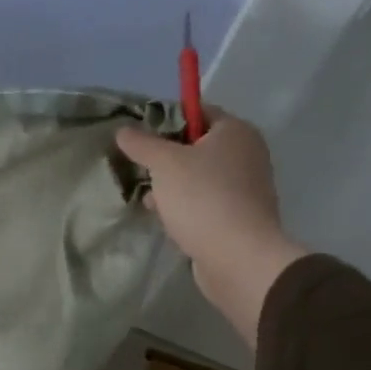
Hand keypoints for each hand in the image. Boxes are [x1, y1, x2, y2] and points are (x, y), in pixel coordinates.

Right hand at [115, 111, 308, 350]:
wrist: (238, 258)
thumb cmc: (203, 198)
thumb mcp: (164, 163)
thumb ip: (141, 143)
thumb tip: (124, 130)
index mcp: (235, 131)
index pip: (197, 111)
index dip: (165, 119)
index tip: (139, 136)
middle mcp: (246, 154)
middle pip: (195, 145)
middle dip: (164, 157)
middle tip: (140, 168)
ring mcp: (245, 187)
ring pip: (198, 176)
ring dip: (171, 185)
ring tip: (150, 199)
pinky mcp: (238, 215)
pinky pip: (204, 201)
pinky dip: (185, 206)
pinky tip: (165, 218)